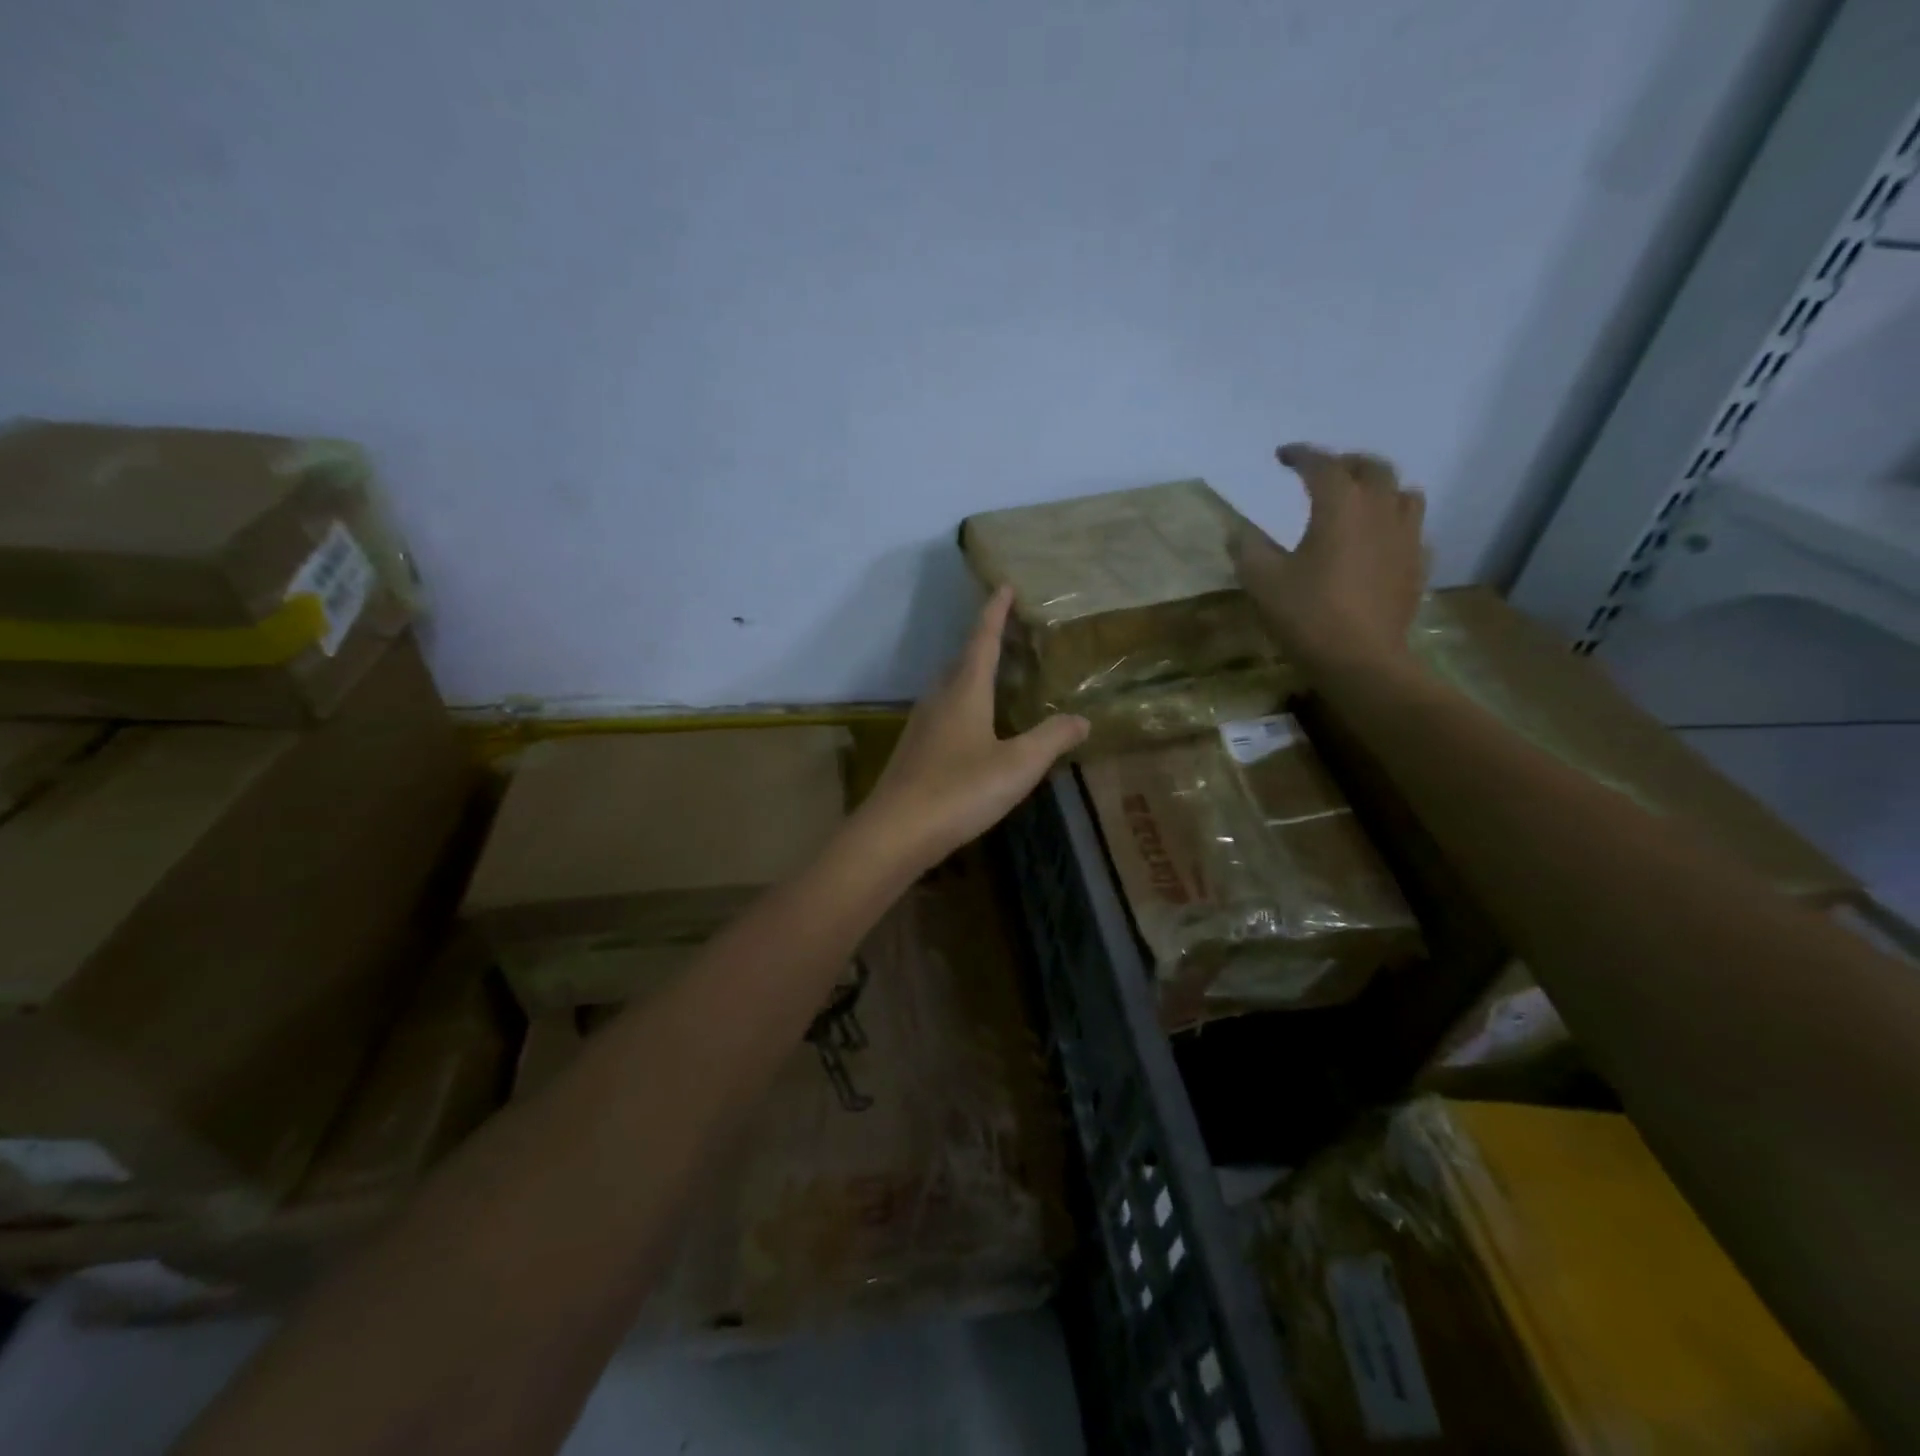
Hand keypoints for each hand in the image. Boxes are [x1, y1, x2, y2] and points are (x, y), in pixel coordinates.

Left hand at [858, 586, 1088, 867]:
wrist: (896, 832)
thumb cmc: (960, 791)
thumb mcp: (1017, 766)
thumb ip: (1051, 739)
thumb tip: (1082, 719)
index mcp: (964, 692)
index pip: (982, 640)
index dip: (994, 613)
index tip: (1004, 586)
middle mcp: (938, 699)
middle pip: (962, 660)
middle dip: (984, 641)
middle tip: (1007, 631)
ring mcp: (921, 725)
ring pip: (949, 687)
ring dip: (971, 672)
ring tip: (994, 674)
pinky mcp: (914, 751)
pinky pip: (943, 711)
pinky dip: (962, 703)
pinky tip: (973, 725)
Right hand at [1230, 443, 1427, 676]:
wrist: (1360, 659)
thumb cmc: (1307, 615)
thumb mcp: (1262, 582)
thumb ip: (1248, 549)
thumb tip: (1238, 531)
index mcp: (1340, 506)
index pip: (1322, 465)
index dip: (1301, 455)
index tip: (1282, 455)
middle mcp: (1380, 510)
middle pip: (1372, 468)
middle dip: (1345, 463)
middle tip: (1323, 473)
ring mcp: (1406, 537)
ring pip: (1403, 493)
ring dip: (1380, 488)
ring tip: (1360, 500)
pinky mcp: (1417, 565)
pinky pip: (1411, 529)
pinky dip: (1394, 524)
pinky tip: (1380, 541)